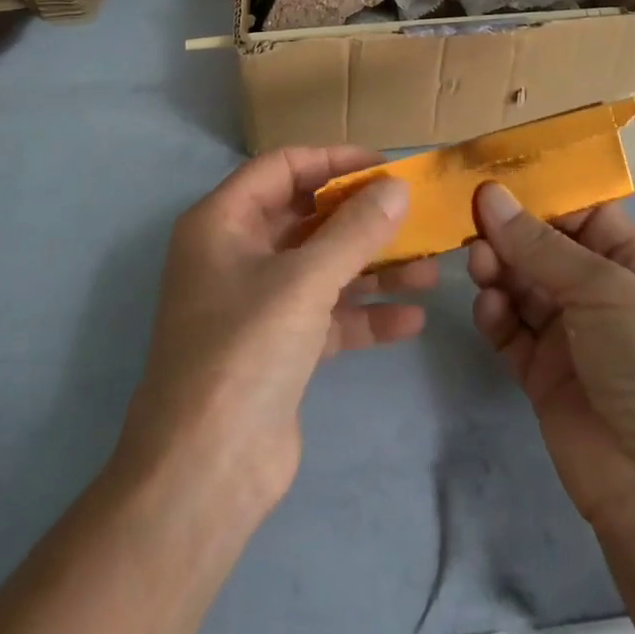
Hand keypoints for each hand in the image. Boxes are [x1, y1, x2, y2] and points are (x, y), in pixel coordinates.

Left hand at [118, 147, 436, 521]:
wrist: (204, 473)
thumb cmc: (245, 349)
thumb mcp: (304, 280)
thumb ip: (355, 230)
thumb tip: (397, 188)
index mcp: (222, 221)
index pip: (283, 167)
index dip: (335, 160)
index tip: (386, 165)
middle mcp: (236, 253)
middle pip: (307, 217)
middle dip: (361, 218)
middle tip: (415, 215)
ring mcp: (256, 303)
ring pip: (322, 267)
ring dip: (373, 267)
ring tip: (430, 269)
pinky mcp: (278, 348)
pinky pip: (327, 315)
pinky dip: (364, 314)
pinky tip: (411, 319)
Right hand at [467, 184, 634, 537]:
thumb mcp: (608, 291)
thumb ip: (541, 245)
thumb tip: (490, 194)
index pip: (585, 213)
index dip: (542, 194)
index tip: (493, 175)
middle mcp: (604, 296)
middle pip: (546, 248)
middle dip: (511, 232)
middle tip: (471, 219)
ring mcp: (573, 337)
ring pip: (523, 286)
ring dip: (499, 268)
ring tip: (479, 262)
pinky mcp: (543, 375)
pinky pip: (511, 331)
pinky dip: (496, 315)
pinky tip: (489, 307)